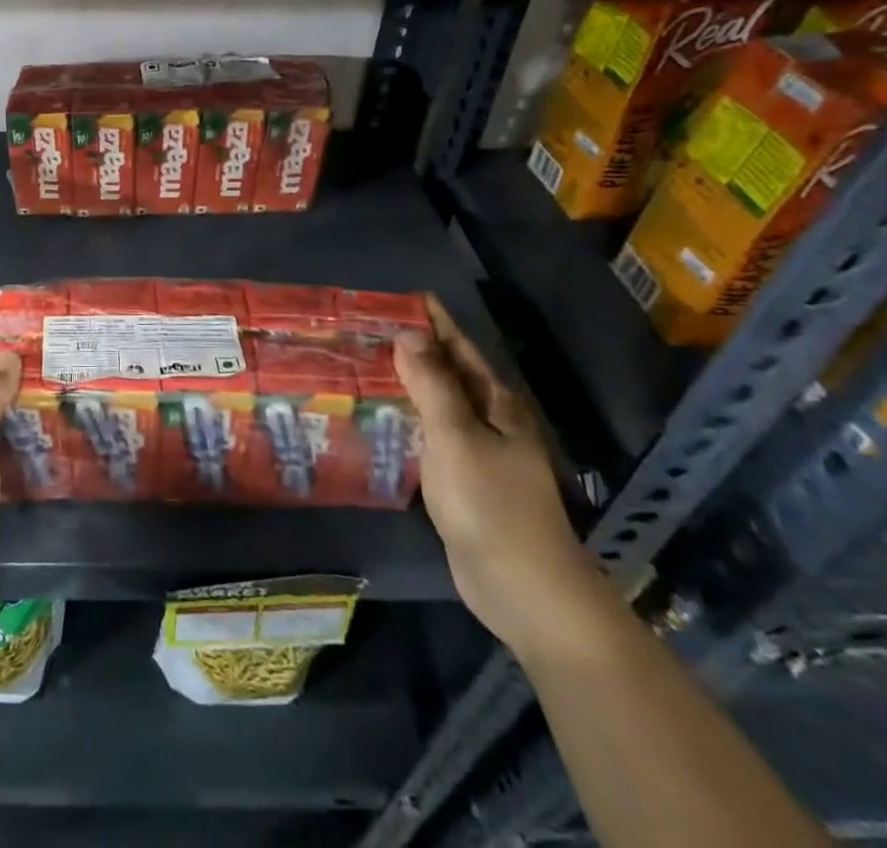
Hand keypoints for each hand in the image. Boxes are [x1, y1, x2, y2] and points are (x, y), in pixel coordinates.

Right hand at [397, 296, 611, 664]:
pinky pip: (428, 436)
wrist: (523, 590)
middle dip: (413, 349)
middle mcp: (489, 422)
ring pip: (435, 405)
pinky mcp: (461, 481)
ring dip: (405, 384)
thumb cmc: (491, 505)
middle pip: (447, 373)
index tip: (400, 296)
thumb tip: (408, 333)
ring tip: (363, 365)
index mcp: (496, 404)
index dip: (432, 321)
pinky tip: (378, 418)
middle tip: (367, 329)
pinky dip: (405, 419)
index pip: (459, 348)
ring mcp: (476, 453)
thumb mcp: (457, 437)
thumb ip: (432, 384)